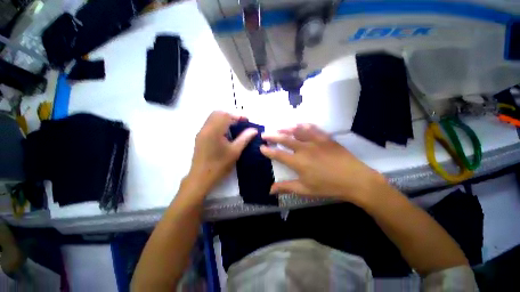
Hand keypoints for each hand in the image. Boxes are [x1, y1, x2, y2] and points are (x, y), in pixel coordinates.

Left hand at [188, 111, 256, 192]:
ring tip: (234, 128)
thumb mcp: (235, 151)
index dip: (237, 116)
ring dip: (224, 120)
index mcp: (214, 131)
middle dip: (230, 116)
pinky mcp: (200, 138)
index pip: (226, 115)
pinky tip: (225, 134)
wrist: (201, 178)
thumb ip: (245, 138)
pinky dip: (218, 124)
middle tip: (240, 123)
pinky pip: (209, 125)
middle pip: (217, 113)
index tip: (246, 121)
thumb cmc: (219, 165)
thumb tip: (254, 130)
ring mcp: (201, 133)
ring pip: (212, 118)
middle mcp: (205, 128)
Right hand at [260, 124, 385, 203]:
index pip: (278, 154)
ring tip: (279, 127)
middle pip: (284, 139)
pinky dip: (303, 125)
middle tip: (264, 134)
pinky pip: (312, 128)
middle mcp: (304, 148)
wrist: (355, 179)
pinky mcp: (325, 138)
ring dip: (286, 128)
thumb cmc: (328, 186)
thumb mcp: (305, 190)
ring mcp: (315, 141)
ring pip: (297, 130)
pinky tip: (299, 124)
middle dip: (272, 136)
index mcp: (298, 162)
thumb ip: (286, 188)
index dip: (268, 151)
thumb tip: (270, 190)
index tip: (261, 147)